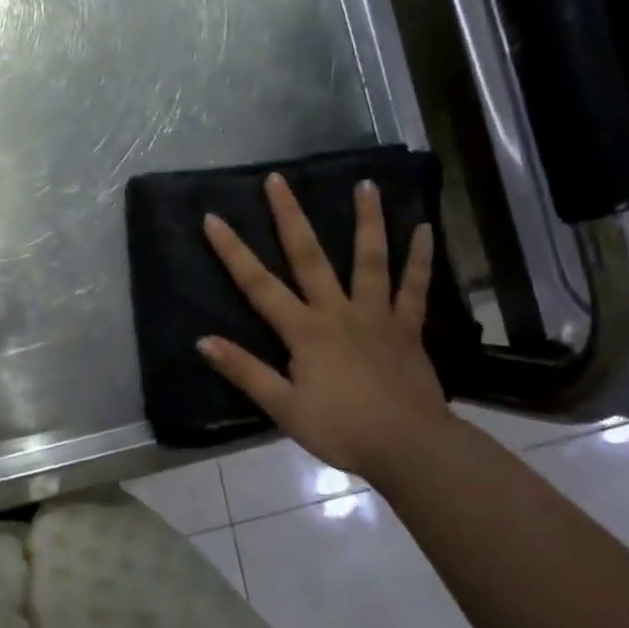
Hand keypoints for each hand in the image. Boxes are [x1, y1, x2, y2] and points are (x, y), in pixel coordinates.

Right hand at [198, 174, 450, 477]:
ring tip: (366, 184)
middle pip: (309, 256)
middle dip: (290, 216)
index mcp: (305, 330)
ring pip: (370, 259)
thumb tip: (203, 341)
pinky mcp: (407, 327)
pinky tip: (425, 229)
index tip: (213, 218)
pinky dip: (420, 258)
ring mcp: (376, 315)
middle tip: (278, 179)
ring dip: (367, 220)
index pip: (258, 284)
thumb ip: (245, 371)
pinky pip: (415, 287)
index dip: (233, 251)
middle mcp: (338, 311)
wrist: (412, 449)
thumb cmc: (343, 429)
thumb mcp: (284, 407)